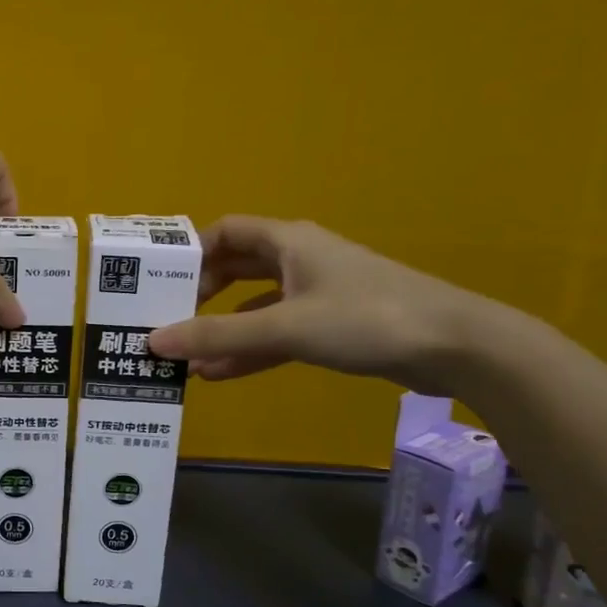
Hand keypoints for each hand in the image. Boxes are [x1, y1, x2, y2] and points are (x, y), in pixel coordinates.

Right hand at [147, 216, 491, 390]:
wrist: (454, 345)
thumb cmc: (364, 319)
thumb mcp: (285, 328)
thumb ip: (218, 337)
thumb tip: (153, 341)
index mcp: (288, 241)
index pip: (226, 232)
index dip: (191, 252)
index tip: (161, 281)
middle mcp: (299, 259)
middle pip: (237, 268)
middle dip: (201, 295)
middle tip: (168, 319)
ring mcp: (318, 293)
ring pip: (256, 306)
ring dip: (223, 330)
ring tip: (186, 358)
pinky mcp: (333, 325)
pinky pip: (279, 332)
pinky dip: (251, 349)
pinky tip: (221, 374)